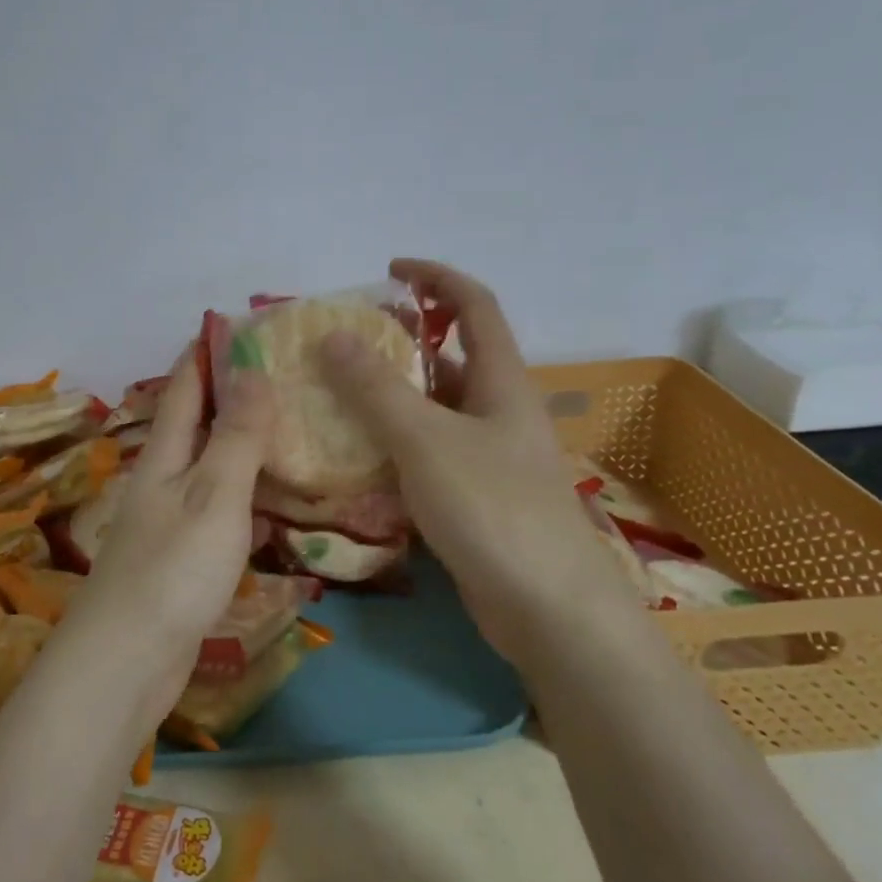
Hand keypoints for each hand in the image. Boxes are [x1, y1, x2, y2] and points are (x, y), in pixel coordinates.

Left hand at [59, 348, 274, 724]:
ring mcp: (170, 524)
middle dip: (229, 396)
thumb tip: (252, 370)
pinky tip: (273, 506)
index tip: (232, 323)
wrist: (127, 663)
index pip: (183, 389)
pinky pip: (220, 514)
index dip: (204, 354)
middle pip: (195, 426)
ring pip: (210, 469)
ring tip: (288, 428)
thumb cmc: (173, 570)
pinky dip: (245, 499)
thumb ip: (236, 436)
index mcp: (163, 456)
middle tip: (279, 373)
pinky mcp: (183, 562)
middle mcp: (162, 482)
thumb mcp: (213, 495)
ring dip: (240, 447)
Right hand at [320, 258, 631, 662]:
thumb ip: (377, 388)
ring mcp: (488, 458)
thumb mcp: (426, 440)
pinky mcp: (474, 498)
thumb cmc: (493, 509)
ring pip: (434, 412)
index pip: (474, 305)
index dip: (436, 278)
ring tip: (332, 398)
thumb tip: (332, 336)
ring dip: (389, 400)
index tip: (389, 270)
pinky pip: (427, 456)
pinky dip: (393, 447)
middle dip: (399, 344)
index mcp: (501, 382)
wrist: (549, 610)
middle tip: (341, 347)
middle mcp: (498, 412)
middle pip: (450, 358)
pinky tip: (354, 460)